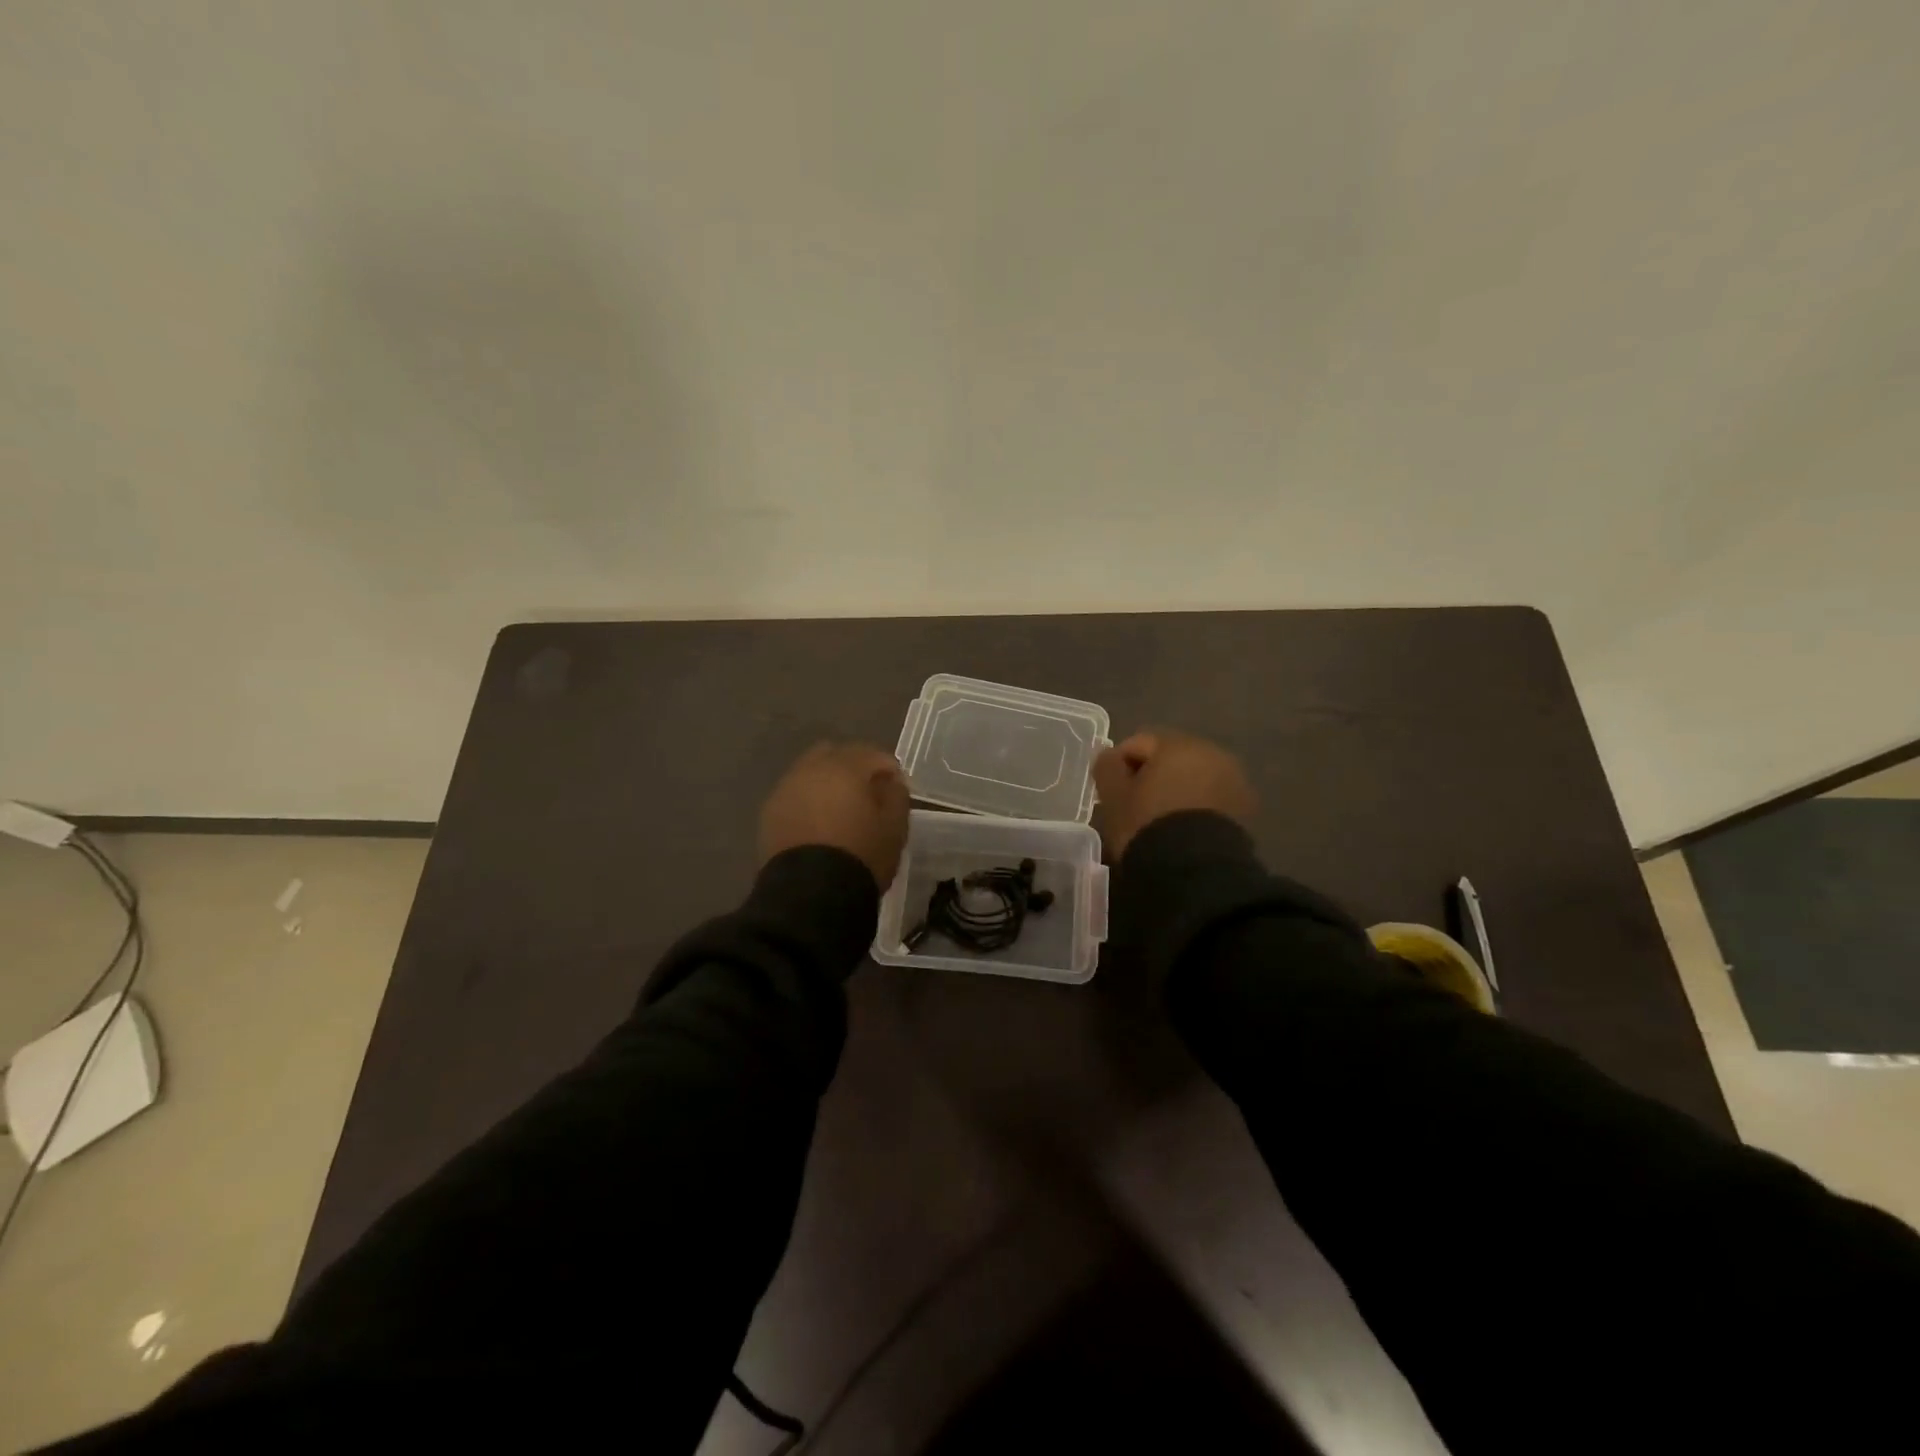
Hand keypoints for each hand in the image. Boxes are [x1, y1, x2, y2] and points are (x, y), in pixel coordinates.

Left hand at [759, 742, 911, 889]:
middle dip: (852, 767)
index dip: (888, 768)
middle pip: (834, 754)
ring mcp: (785, 790)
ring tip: (840, 810)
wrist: (811, 894)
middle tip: (867, 792)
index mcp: (844, 767)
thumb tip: (890, 782)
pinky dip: (808, 801)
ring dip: (827, 783)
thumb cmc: (861, 855)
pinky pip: (794, 796)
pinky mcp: (769, 814)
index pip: (871, 754)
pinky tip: (818, 823)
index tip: (897, 787)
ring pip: (809, 773)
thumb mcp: (895, 827)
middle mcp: (810, 769)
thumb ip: (896, 795)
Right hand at [1093, 730, 1254, 862]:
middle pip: (1170, 758)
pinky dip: (1196, 807)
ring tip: (1162, 821)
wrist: (1197, 870)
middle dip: (1152, 776)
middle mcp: (1211, 752)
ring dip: (1177, 791)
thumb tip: (1110, 755)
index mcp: (1177, 744)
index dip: (1119, 767)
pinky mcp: (1246, 808)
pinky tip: (1184, 831)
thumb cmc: (1148, 825)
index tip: (1111, 794)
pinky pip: (1211, 799)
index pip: (1138, 744)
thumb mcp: (1114, 797)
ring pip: (1194, 778)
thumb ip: (1107, 767)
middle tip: (1135, 807)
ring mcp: (1233, 779)